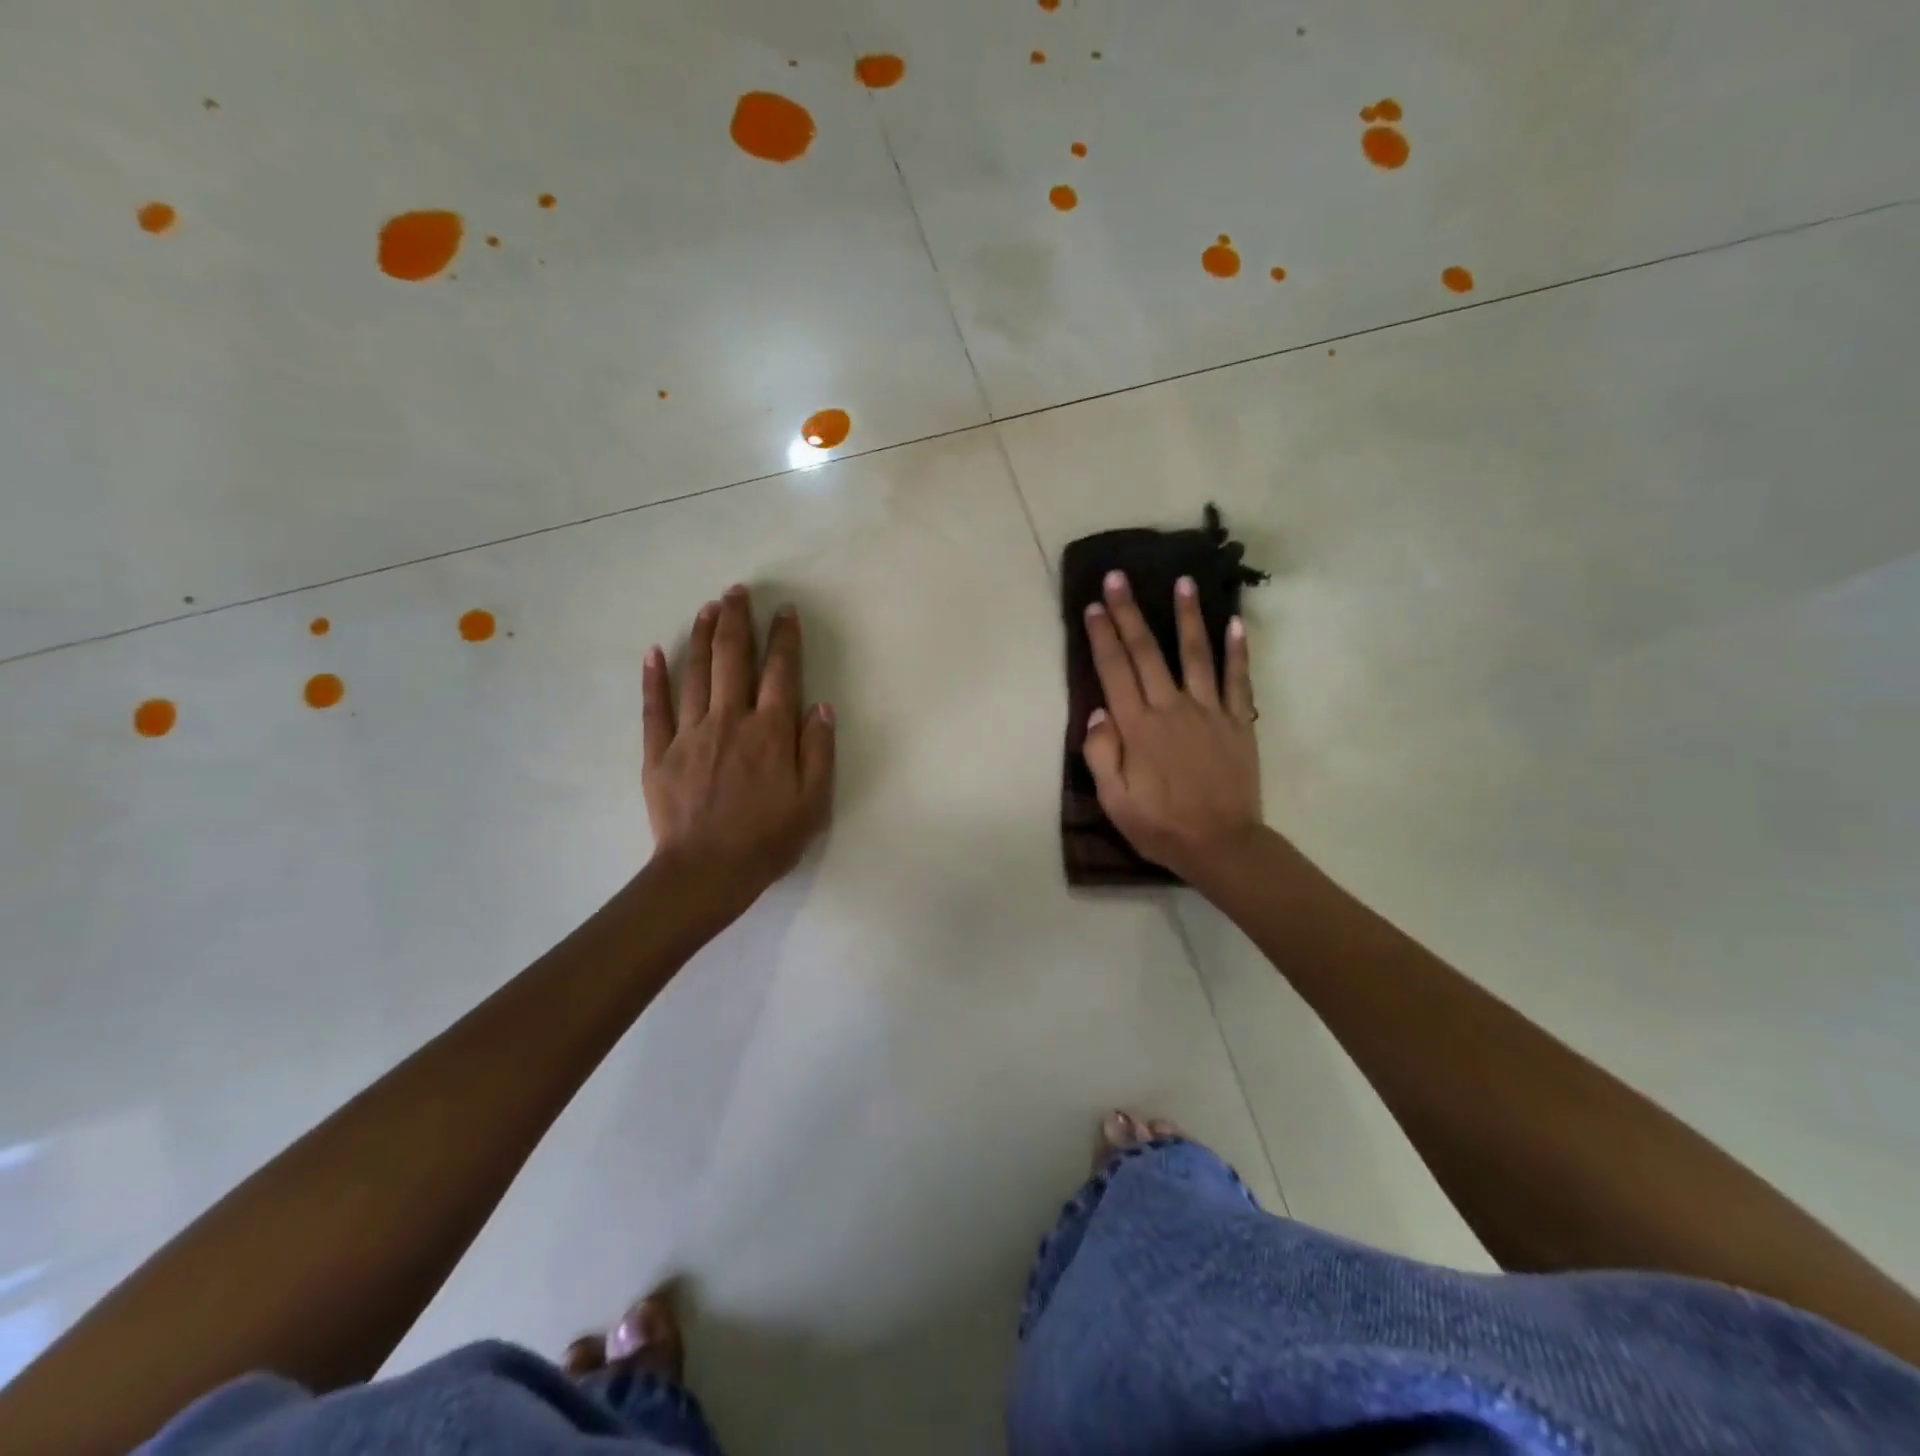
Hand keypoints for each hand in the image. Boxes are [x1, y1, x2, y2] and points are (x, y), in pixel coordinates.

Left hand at [643, 586, 834, 914]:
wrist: (706, 873)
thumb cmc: (768, 840)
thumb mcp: (813, 802)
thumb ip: (820, 751)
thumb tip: (822, 707)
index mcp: (771, 732)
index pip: (781, 672)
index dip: (785, 638)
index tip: (785, 612)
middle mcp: (730, 720)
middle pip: (733, 658)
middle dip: (737, 620)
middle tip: (737, 591)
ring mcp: (690, 733)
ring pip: (696, 672)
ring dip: (702, 636)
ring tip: (708, 607)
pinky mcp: (658, 752)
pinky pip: (654, 707)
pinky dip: (654, 678)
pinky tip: (654, 652)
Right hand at [1081, 570, 1263, 883]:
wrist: (1222, 845)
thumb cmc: (1161, 826)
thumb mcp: (1115, 801)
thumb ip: (1102, 754)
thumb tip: (1098, 712)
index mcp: (1138, 728)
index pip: (1115, 671)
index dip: (1102, 636)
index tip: (1094, 605)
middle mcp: (1171, 709)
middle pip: (1147, 652)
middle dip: (1130, 613)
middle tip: (1119, 577)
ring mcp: (1209, 712)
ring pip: (1195, 654)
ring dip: (1187, 616)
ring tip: (1183, 581)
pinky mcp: (1238, 722)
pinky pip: (1239, 680)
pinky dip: (1237, 650)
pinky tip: (1235, 623)